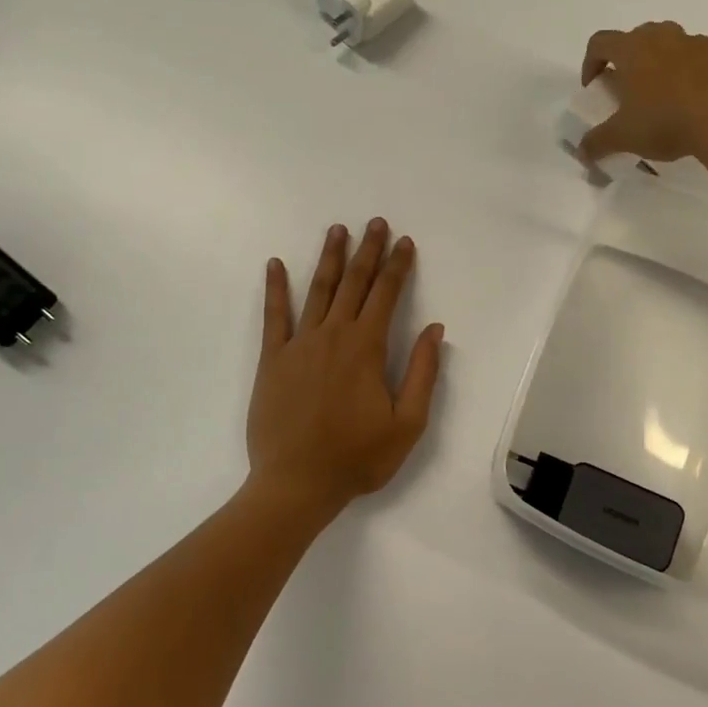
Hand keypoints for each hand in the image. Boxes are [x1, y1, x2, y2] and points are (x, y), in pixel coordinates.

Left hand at [247, 220, 445, 517]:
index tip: (405, 242)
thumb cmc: (357, 457)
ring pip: (317, 290)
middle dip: (368, 251)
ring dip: (329, 258)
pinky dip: (275, 288)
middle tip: (375, 223)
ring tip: (337, 230)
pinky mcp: (273, 359)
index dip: (398, 266)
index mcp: (366, 348)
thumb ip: (421, 373)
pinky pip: (274, 315)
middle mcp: (333, 335)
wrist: (296, 483)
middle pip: (354, 283)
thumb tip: (434, 331)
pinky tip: (274, 264)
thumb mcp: (407, 424)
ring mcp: (299, 344)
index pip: (386, 295)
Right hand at [578, 21, 707, 166]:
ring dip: (660, 64)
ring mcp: (698, 44)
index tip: (593, 86)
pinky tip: (693, 104)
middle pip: (637, 36)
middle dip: (627, 59)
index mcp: (632, 49)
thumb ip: (598, 143)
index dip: (590, 62)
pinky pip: (699, 60)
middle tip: (628, 89)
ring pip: (670, 45)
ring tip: (662, 97)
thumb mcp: (624, 137)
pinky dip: (690, 75)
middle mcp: (663, 37)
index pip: (600, 42)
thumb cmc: (666, 119)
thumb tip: (582, 153)